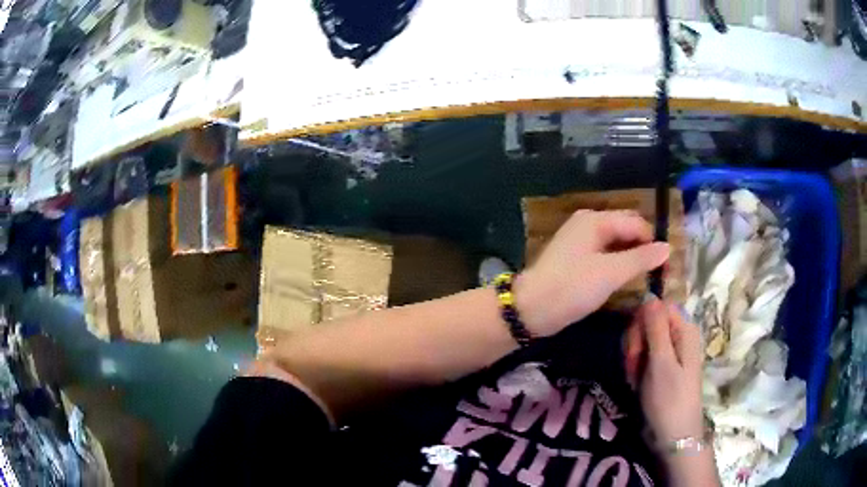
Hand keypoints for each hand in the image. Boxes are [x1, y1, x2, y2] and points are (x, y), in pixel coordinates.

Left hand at [515, 210, 669, 336]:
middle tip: (659, 273)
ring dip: (632, 257)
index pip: (636, 223)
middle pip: (626, 230)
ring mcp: (580, 241)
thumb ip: (641, 259)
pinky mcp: (576, 258)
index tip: (667, 267)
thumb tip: (667, 247)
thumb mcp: (611, 273)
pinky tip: (627, 279)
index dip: (653, 242)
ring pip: (616, 243)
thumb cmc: (572, 288)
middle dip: (643, 248)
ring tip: (647, 277)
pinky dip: (618, 264)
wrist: (531, 309)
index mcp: (596, 220)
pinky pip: (605, 254)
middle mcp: (588, 223)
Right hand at [629, 298, 703, 445]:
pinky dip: (637, 367)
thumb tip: (650, 296)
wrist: (674, 435)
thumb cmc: (669, 399)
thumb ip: (656, 328)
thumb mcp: (661, 363)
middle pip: (649, 322)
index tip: (634, 346)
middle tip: (632, 366)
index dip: (641, 322)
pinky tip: (635, 382)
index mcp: (684, 329)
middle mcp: (679, 335)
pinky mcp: (664, 367)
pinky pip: (646, 356)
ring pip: (644, 339)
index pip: (657, 307)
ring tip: (634, 378)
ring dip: (634, 357)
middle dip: (636, 342)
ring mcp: (672, 352)